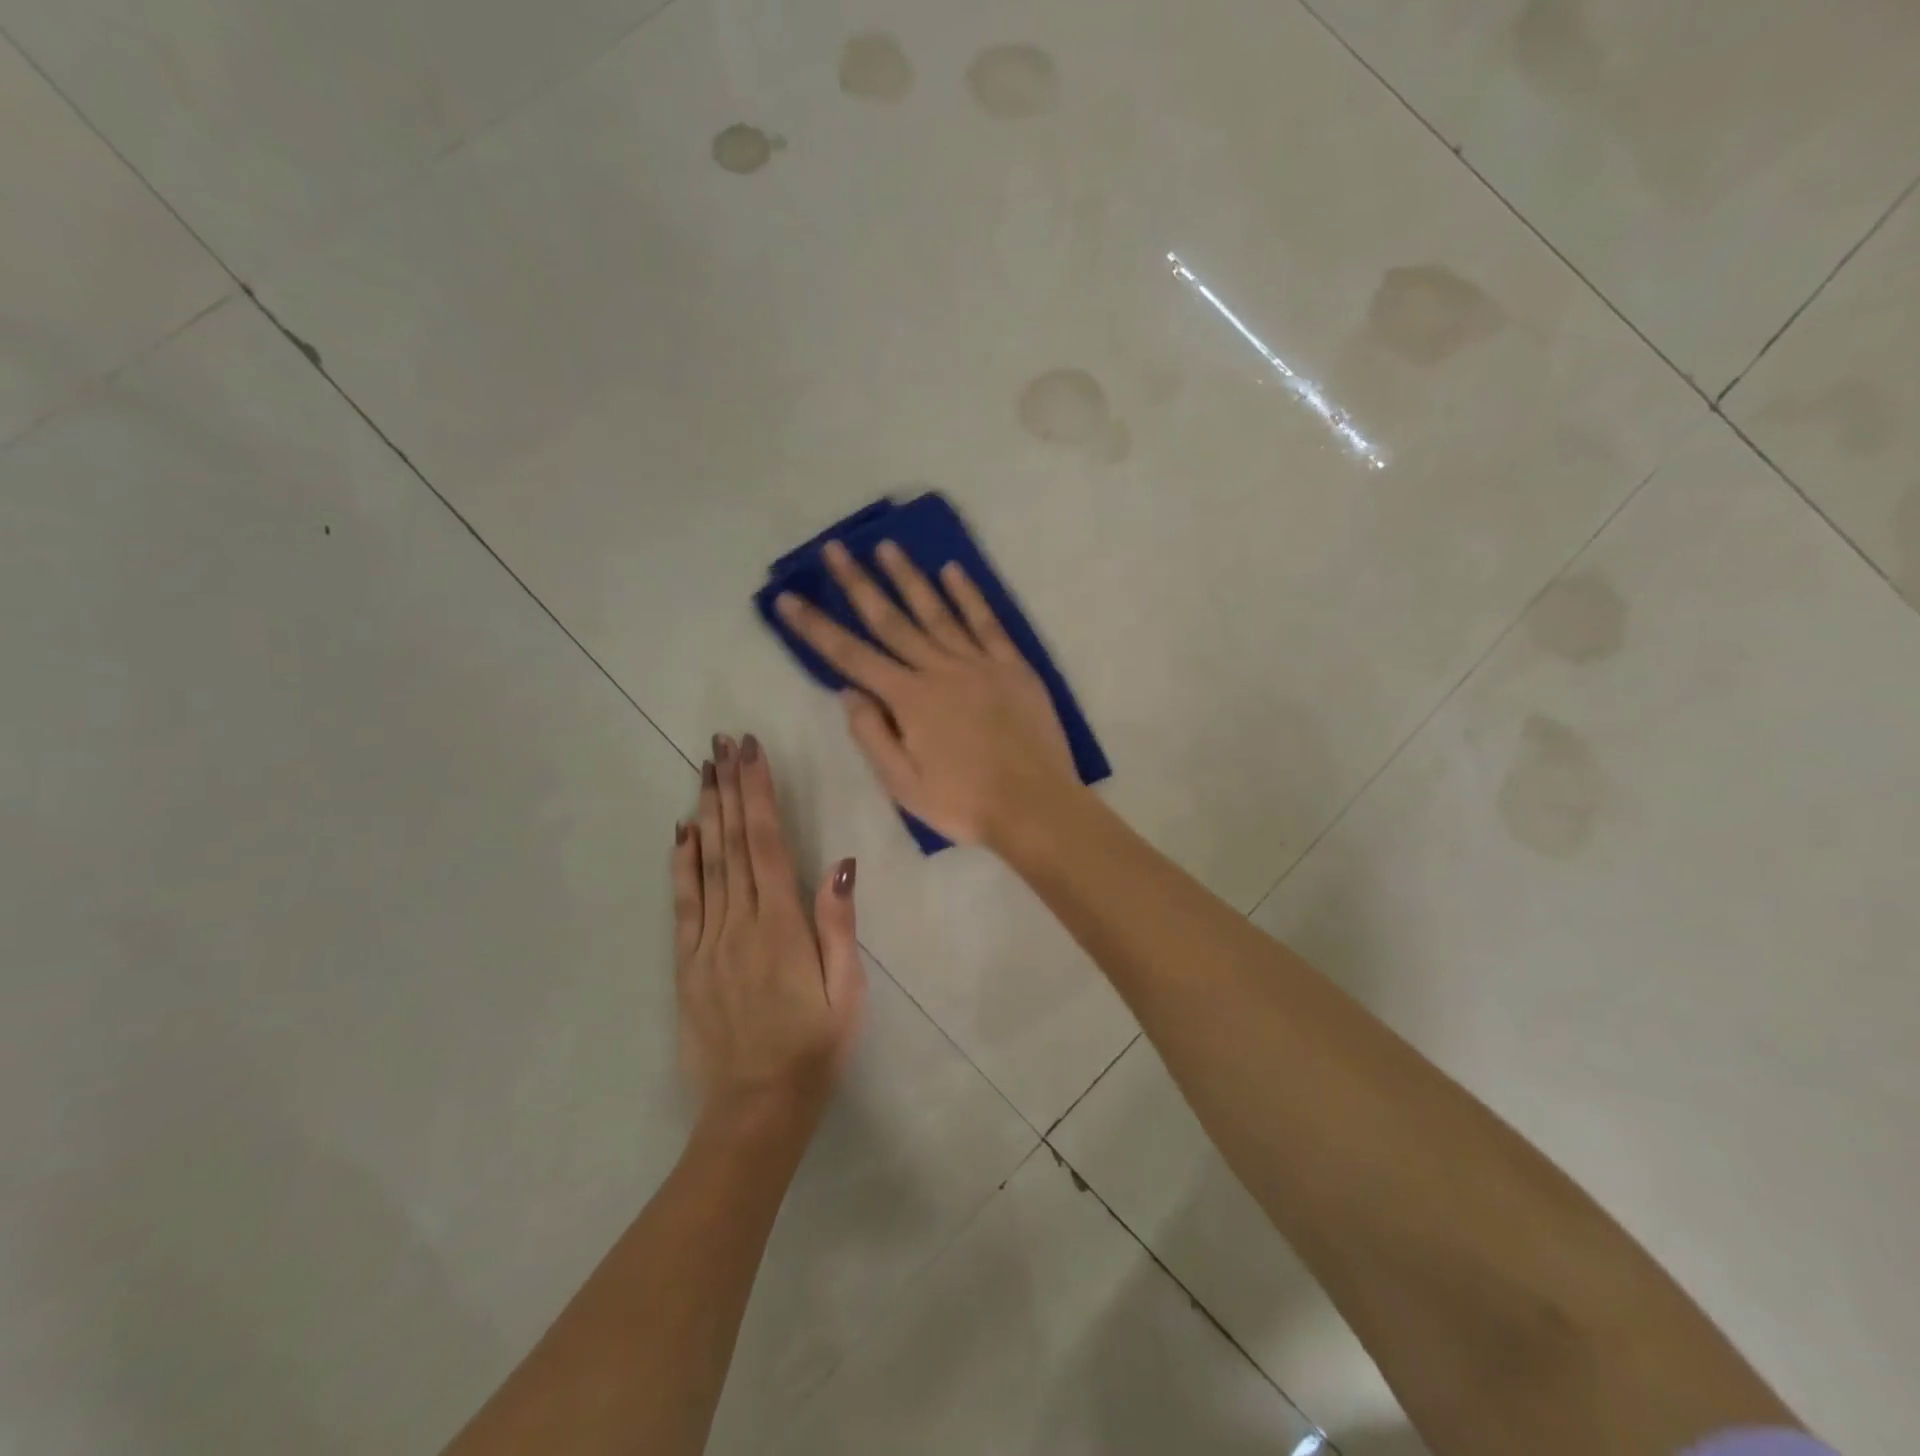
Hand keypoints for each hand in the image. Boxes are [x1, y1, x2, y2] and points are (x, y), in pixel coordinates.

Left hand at [672, 733, 865, 1131]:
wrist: (755, 1108)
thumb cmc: (815, 1047)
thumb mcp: (846, 992)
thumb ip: (839, 927)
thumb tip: (842, 865)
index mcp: (781, 925)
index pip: (768, 842)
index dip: (759, 794)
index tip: (752, 754)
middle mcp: (740, 922)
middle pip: (734, 841)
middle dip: (730, 787)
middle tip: (723, 743)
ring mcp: (708, 941)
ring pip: (706, 863)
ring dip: (706, 812)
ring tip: (705, 770)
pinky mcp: (688, 962)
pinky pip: (683, 903)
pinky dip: (681, 863)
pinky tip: (681, 832)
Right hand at [775, 539, 1080, 846]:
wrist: (1035, 806)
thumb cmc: (963, 803)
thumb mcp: (902, 784)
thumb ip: (871, 734)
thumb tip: (847, 690)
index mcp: (909, 700)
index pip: (851, 656)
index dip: (816, 627)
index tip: (788, 598)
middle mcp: (940, 670)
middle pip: (891, 620)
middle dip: (858, 584)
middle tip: (834, 549)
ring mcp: (979, 664)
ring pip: (937, 612)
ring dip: (908, 577)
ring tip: (886, 546)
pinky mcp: (1013, 667)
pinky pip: (987, 622)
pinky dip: (968, 595)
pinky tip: (952, 570)